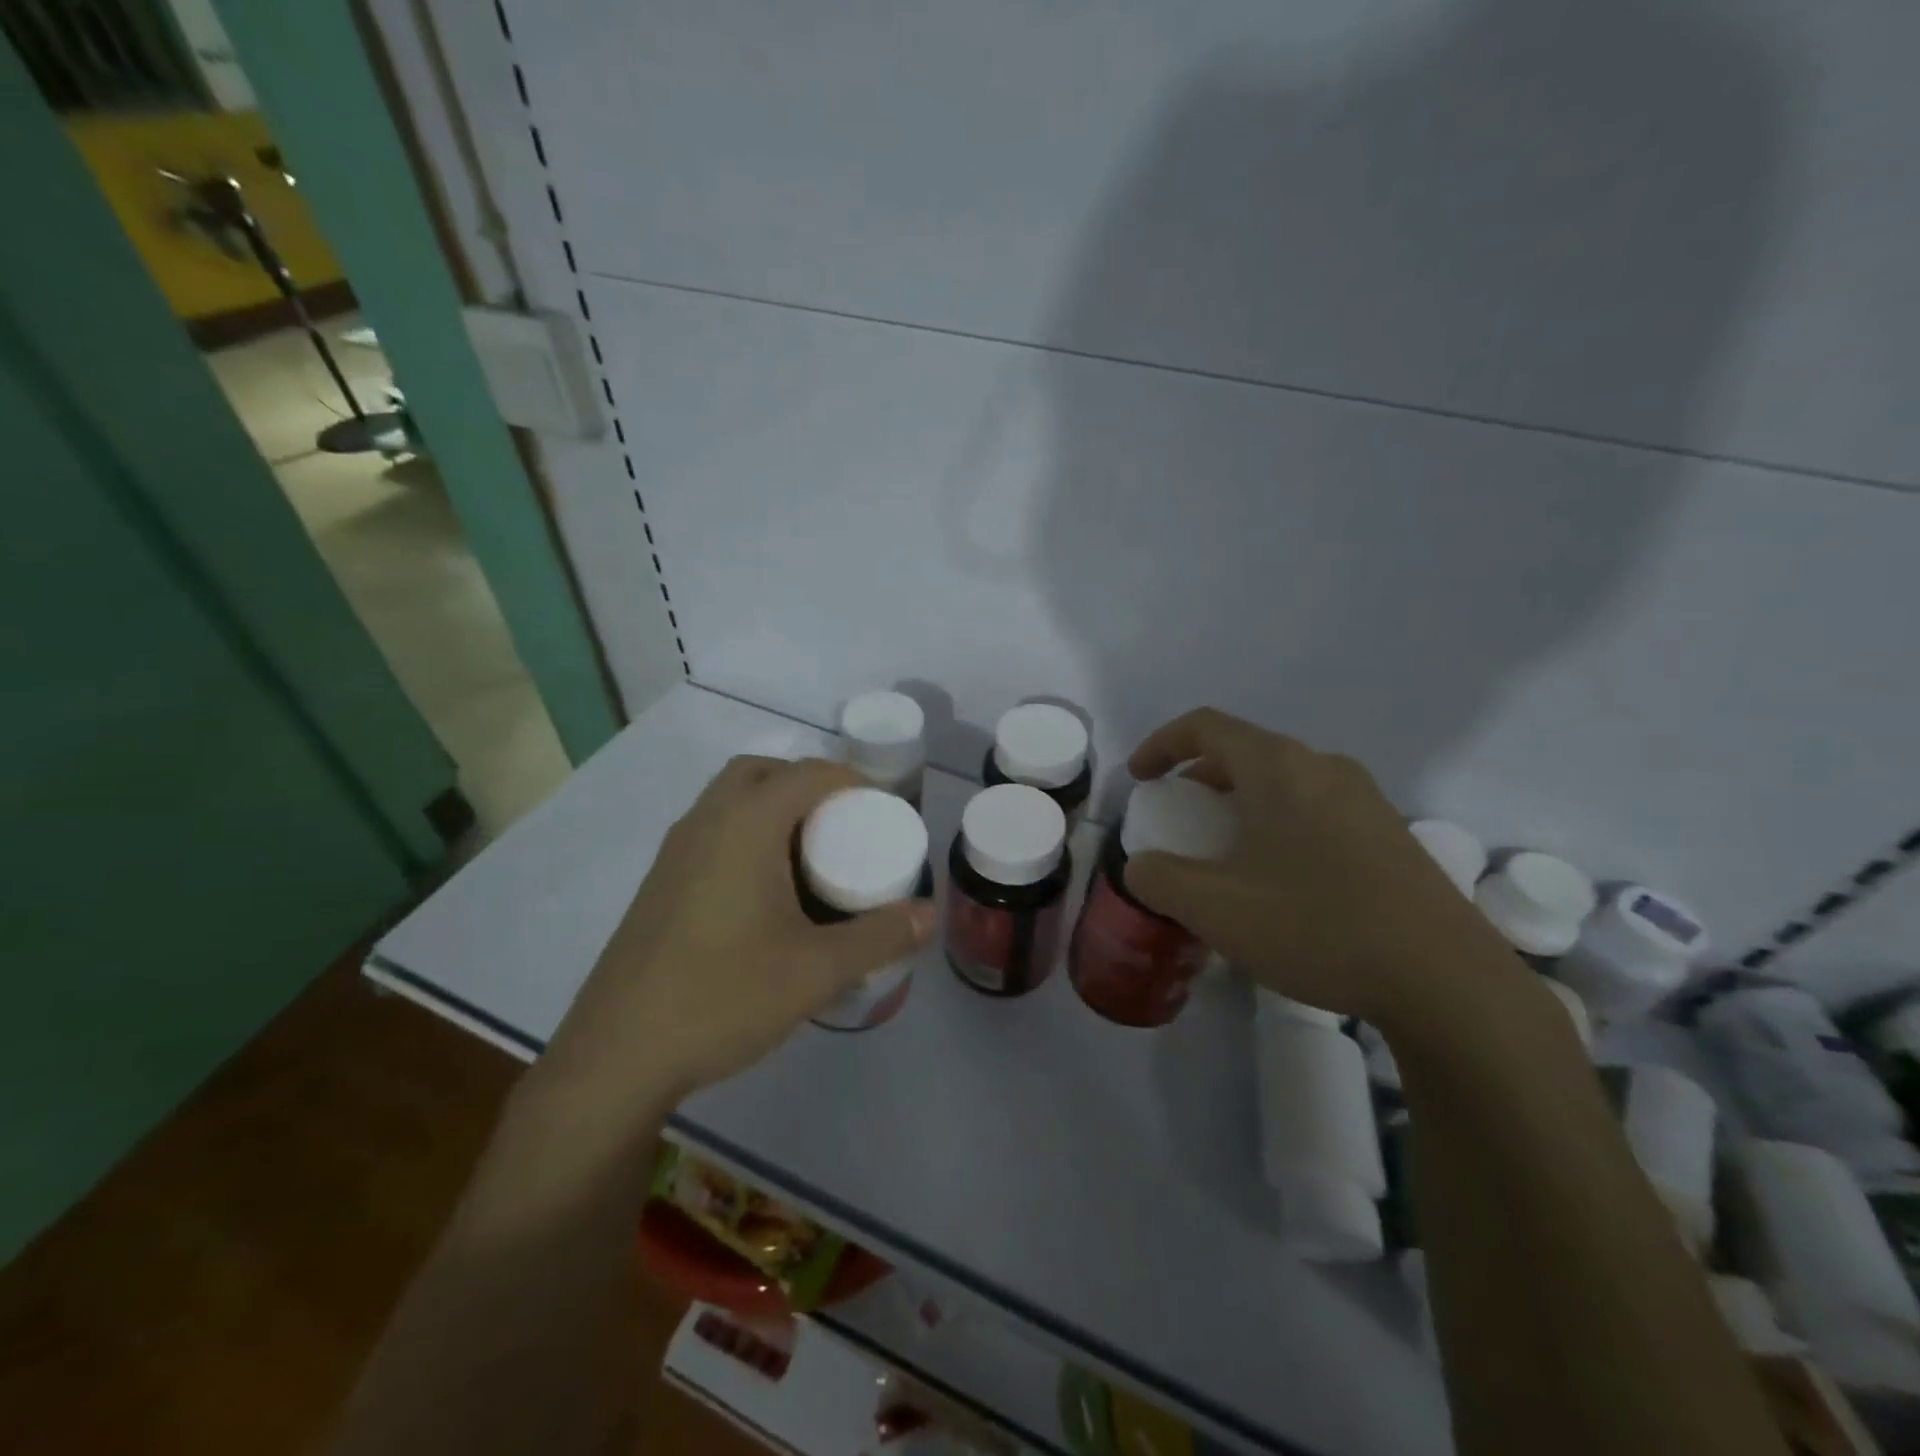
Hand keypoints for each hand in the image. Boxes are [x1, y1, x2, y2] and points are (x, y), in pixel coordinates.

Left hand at [543, 756, 935, 1102]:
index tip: (884, 811)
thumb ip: (880, 937)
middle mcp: (705, 822)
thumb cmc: (723, 996)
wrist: (617, 1056)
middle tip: (844, 826)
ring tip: (812, 858)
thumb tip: (933, 915)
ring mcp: (675, 852)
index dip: (853, 781)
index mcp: (745, 824)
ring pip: (731, 801)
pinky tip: (767, 895)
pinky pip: (713, 832)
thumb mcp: (817, 970)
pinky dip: (748, 836)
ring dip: (774, 810)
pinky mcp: (660, 883)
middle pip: (763, 773)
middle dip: (808, 785)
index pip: (809, 773)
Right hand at [1124, 708, 1524, 1026]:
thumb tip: (1141, 866)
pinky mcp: (1390, 832)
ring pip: (1283, 780)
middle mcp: (1323, 767)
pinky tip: (1280, 879)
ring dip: (1241, 802)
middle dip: (1200, 777)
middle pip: (1245, 751)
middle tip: (1179, 818)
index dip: (1161, 744)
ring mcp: (1365, 798)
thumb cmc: (1317, 928)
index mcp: (1279, 768)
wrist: (1445, 980)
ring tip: (1225, 851)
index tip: (1139, 779)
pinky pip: (1315, 807)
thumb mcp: (1216, 909)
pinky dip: (1278, 822)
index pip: (1205, 727)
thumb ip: (1160, 879)